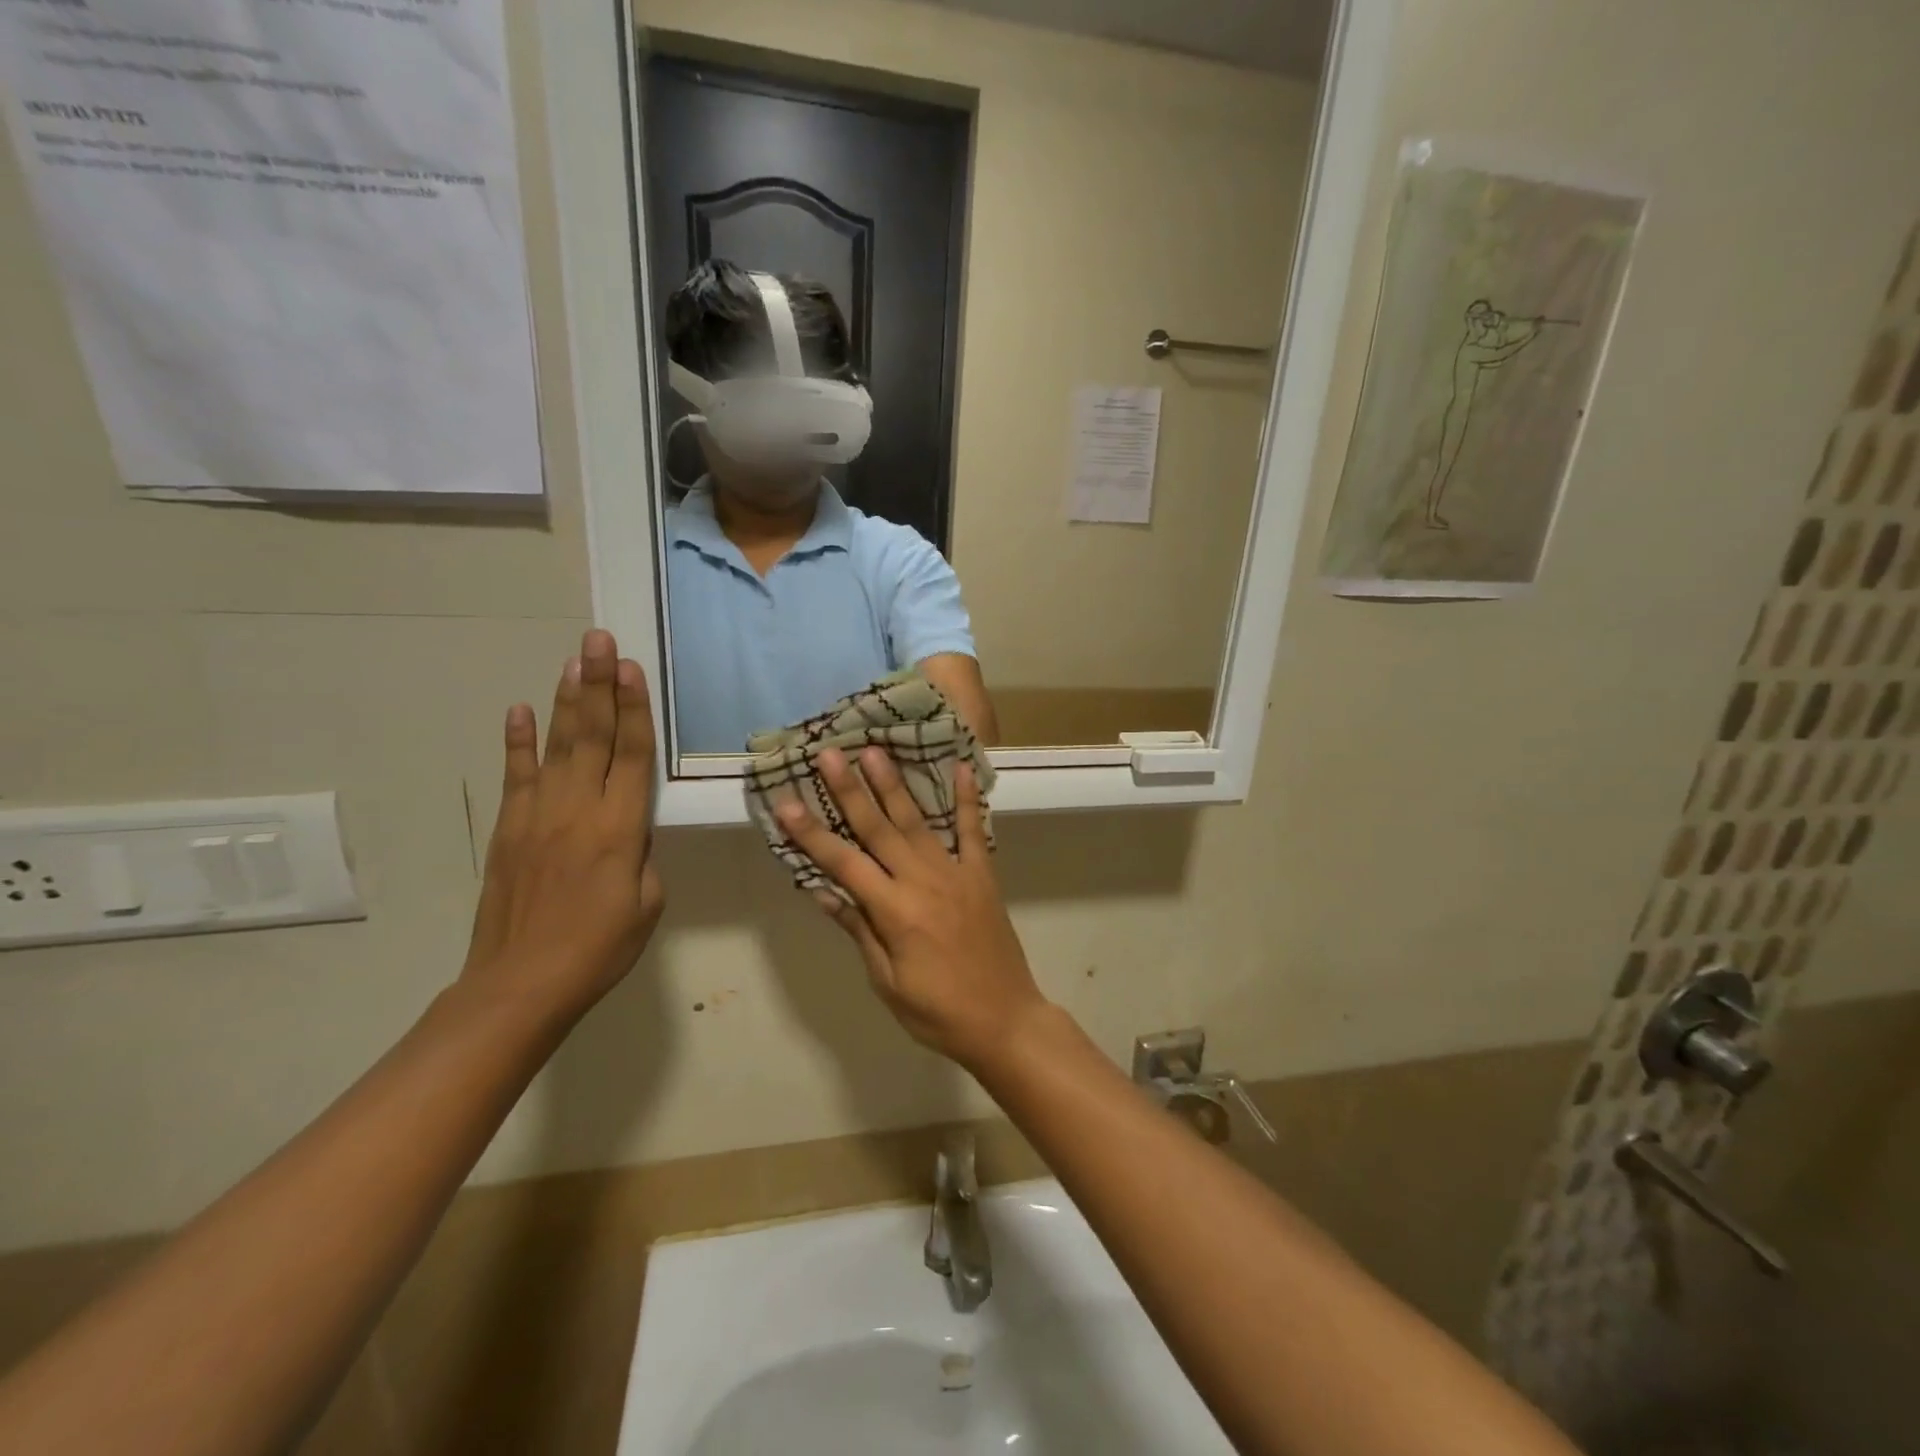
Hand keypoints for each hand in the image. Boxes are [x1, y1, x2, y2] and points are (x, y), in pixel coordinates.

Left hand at [462, 630, 664, 1023]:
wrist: (522, 984)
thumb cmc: (601, 948)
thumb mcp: (647, 902)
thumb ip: (643, 854)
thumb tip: (629, 829)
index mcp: (621, 829)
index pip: (631, 755)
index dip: (633, 709)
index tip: (631, 668)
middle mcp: (579, 809)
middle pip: (592, 736)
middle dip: (598, 685)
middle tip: (598, 640)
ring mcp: (538, 816)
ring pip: (556, 746)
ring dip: (566, 700)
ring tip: (573, 660)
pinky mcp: (509, 829)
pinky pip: (515, 776)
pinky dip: (516, 742)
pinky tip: (520, 709)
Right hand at [776, 747, 1047, 1071]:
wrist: (1005, 1020)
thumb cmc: (937, 1012)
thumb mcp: (887, 981)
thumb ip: (859, 929)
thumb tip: (823, 889)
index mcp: (895, 911)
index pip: (844, 863)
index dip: (813, 834)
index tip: (786, 803)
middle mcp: (923, 882)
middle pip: (879, 829)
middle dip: (850, 790)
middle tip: (830, 753)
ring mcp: (956, 873)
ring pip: (918, 821)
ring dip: (894, 784)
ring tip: (875, 750)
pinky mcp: (983, 875)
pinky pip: (973, 830)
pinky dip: (967, 799)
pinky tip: (959, 768)